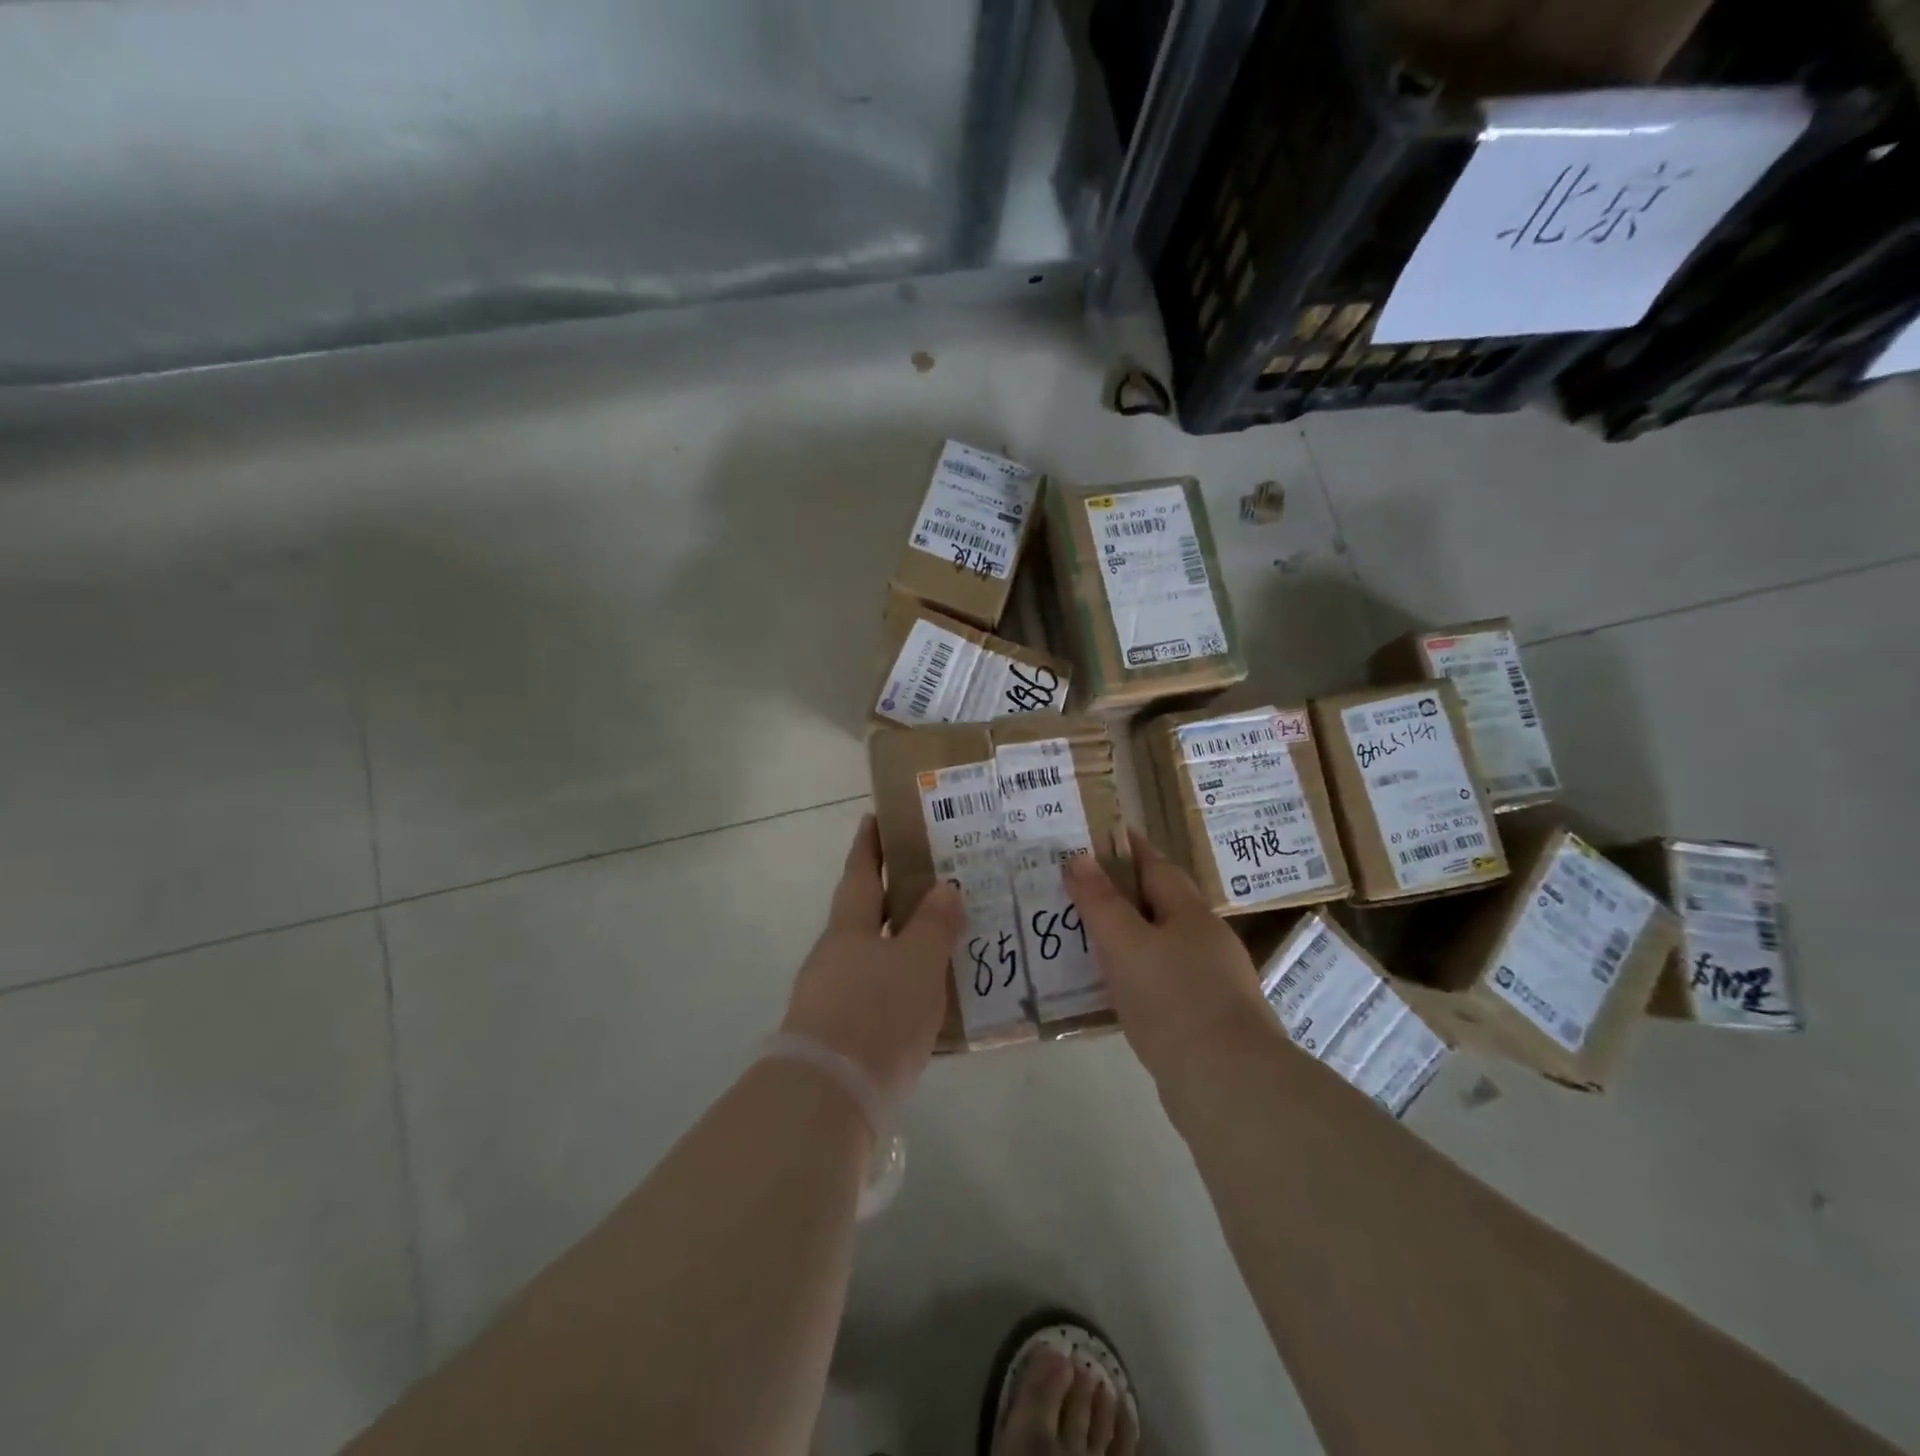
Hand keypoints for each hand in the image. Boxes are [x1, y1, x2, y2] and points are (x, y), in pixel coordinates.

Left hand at [780, 814, 963, 1107]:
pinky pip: (879, 993)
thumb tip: (945, 887)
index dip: (869, 845)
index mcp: (849, 928)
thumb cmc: (876, 1012)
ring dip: (901, 942)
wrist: (831, 1096)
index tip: (874, 817)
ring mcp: (834, 996)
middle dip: (892, 894)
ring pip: (874, 955)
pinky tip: (929, 994)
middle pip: (865, 914)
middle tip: (931, 878)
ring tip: (943, 936)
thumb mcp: (917, 962)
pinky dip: (902, 983)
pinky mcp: (843, 1034)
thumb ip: (933, 925)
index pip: (860, 873)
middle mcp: (836, 955)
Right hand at [1066, 829, 1273, 1094]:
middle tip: (1076, 888)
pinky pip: (1162, 980)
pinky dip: (1136, 973)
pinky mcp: (1205, 1017)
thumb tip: (1079, 856)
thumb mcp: (1126, 944)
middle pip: (1159, 902)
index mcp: (1189, 911)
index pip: (1155, 863)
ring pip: (1159, 943)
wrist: (1228, 1083)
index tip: (1095, 834)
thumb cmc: (1173, 999)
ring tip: (1085, 936)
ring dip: (1127, 935)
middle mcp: (1205, 938)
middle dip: (1121, 892)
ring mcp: (1210, 979)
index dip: (1126, 847)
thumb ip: (1101, 901)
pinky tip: (1114, 988)